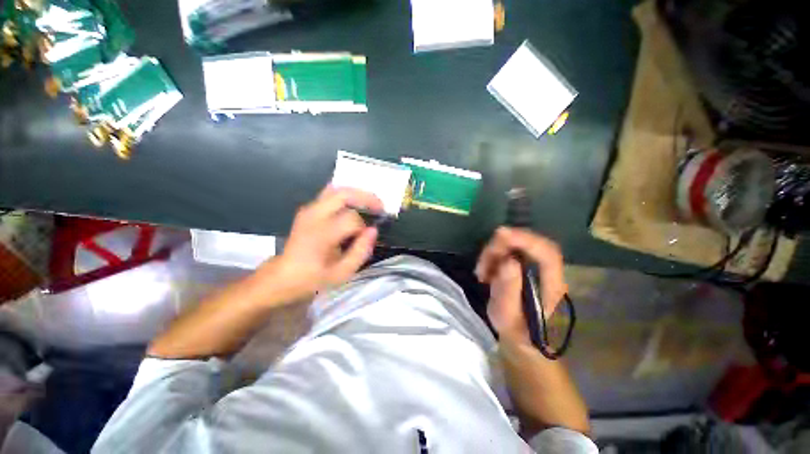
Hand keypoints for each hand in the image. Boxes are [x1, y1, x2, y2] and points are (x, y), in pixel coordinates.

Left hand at [262, 185, 382, 299]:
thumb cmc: (314, 278)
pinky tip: (355, 206)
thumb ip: (361, 251)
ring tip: (370, 205)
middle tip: (380, 207)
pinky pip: (330, 194)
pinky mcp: (308, 209)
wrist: (284, 275)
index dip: (364, 226)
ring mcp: (309, 209)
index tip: (368, 235)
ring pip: (337, 189)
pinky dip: (347, 196)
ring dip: (357, 194)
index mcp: (321, 234)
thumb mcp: (342, 273)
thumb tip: (374, 230)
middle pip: (344, 194)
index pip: (351, 219)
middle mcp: (314, 216)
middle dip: (366, 198)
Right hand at [475, 227, 566, 344]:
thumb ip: (508, 290)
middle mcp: (549, 272)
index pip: (547, 253)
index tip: (500, 234)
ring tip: (482, 272)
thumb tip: (508, 261)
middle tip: (483, 262)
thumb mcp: (506, 316)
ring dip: (494, 252)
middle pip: (530, 244)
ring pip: (517, 245)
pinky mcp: (526, 265)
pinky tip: (485, 271)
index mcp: (552, 286)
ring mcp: (537, 267)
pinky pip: (509, 251)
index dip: (525, 239)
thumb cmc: (516, 331)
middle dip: (502, 246)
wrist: (521, 337)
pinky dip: (493, 256)